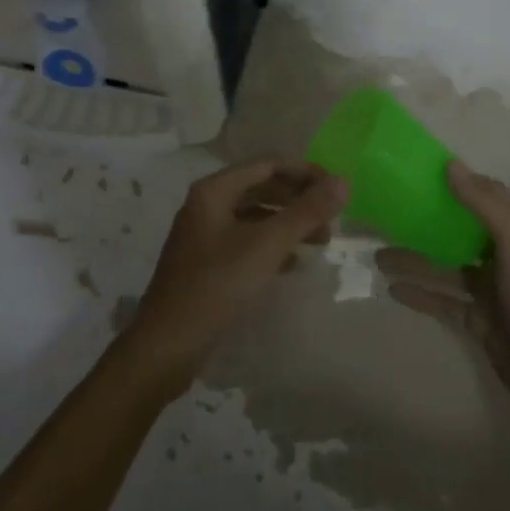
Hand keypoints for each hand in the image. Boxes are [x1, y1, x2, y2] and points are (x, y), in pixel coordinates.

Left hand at [123, 159, 347, 393]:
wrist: (166, 347)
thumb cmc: (216, 286)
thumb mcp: (267, 246)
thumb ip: (306, 212)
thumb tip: (344, 181)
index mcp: (215, 190)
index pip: (269, 164)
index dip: (305, 172)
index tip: (336, 190)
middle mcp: (207, 204)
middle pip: (262, 187)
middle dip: (299, 200)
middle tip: (331, 220)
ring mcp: (205, 234)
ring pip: (256, 216)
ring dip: (289, 223)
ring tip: (321, 242)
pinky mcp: (207, 263)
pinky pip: (247, 241)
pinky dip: (273, 245)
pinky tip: (294, 263)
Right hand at [377, 161, 509, 434]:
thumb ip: (485, 204)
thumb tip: (450, 165)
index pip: (480, 196)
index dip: (452, 183)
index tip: (416, 173)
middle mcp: (499, 256)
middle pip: (455, 232)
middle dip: (424, 223)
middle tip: (385, 216)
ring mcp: (488, 291)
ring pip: (443, 268)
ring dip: (413, 260)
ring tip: (376, 255)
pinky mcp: (477, 322)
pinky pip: (442, 302)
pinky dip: (419, 295)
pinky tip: (392, 288)